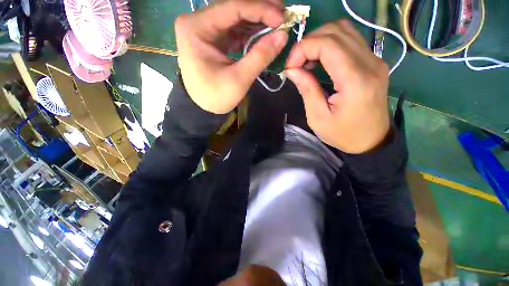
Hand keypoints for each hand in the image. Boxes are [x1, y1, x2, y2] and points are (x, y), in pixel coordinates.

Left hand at [175, 0, 287, 113]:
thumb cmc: (216, 96)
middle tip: (283, 15)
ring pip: (235, 17)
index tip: (282, 18)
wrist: (203, 108)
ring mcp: (204, 28)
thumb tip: (283, 35)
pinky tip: (262, 35)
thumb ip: (260, 56)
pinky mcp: (212, 38)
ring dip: (257, 21)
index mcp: (196, 28)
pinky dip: (249, 32)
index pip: (233, 8)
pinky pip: (233, 29)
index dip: (261, 10)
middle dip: (260, 11)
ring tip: (277, 25)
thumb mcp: (239, 79)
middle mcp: (197, 21)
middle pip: (233, 8)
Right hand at [285, 20, 389, 153]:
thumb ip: (306, 89)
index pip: (328, 44)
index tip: (290, 66)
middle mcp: (370, 63)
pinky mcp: (374, 62)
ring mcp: (375, 60)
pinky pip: (350, 40)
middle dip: (309, 42)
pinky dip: (330, 44)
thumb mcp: (318, 117)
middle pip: (336, 31)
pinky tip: (320, 61)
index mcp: (355, 80)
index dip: (303, 48)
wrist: (371, 141)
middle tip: (296, 64)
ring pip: (344, 30)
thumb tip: (292, 69)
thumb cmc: (343, 134)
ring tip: (306, 61)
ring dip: (319, 41)